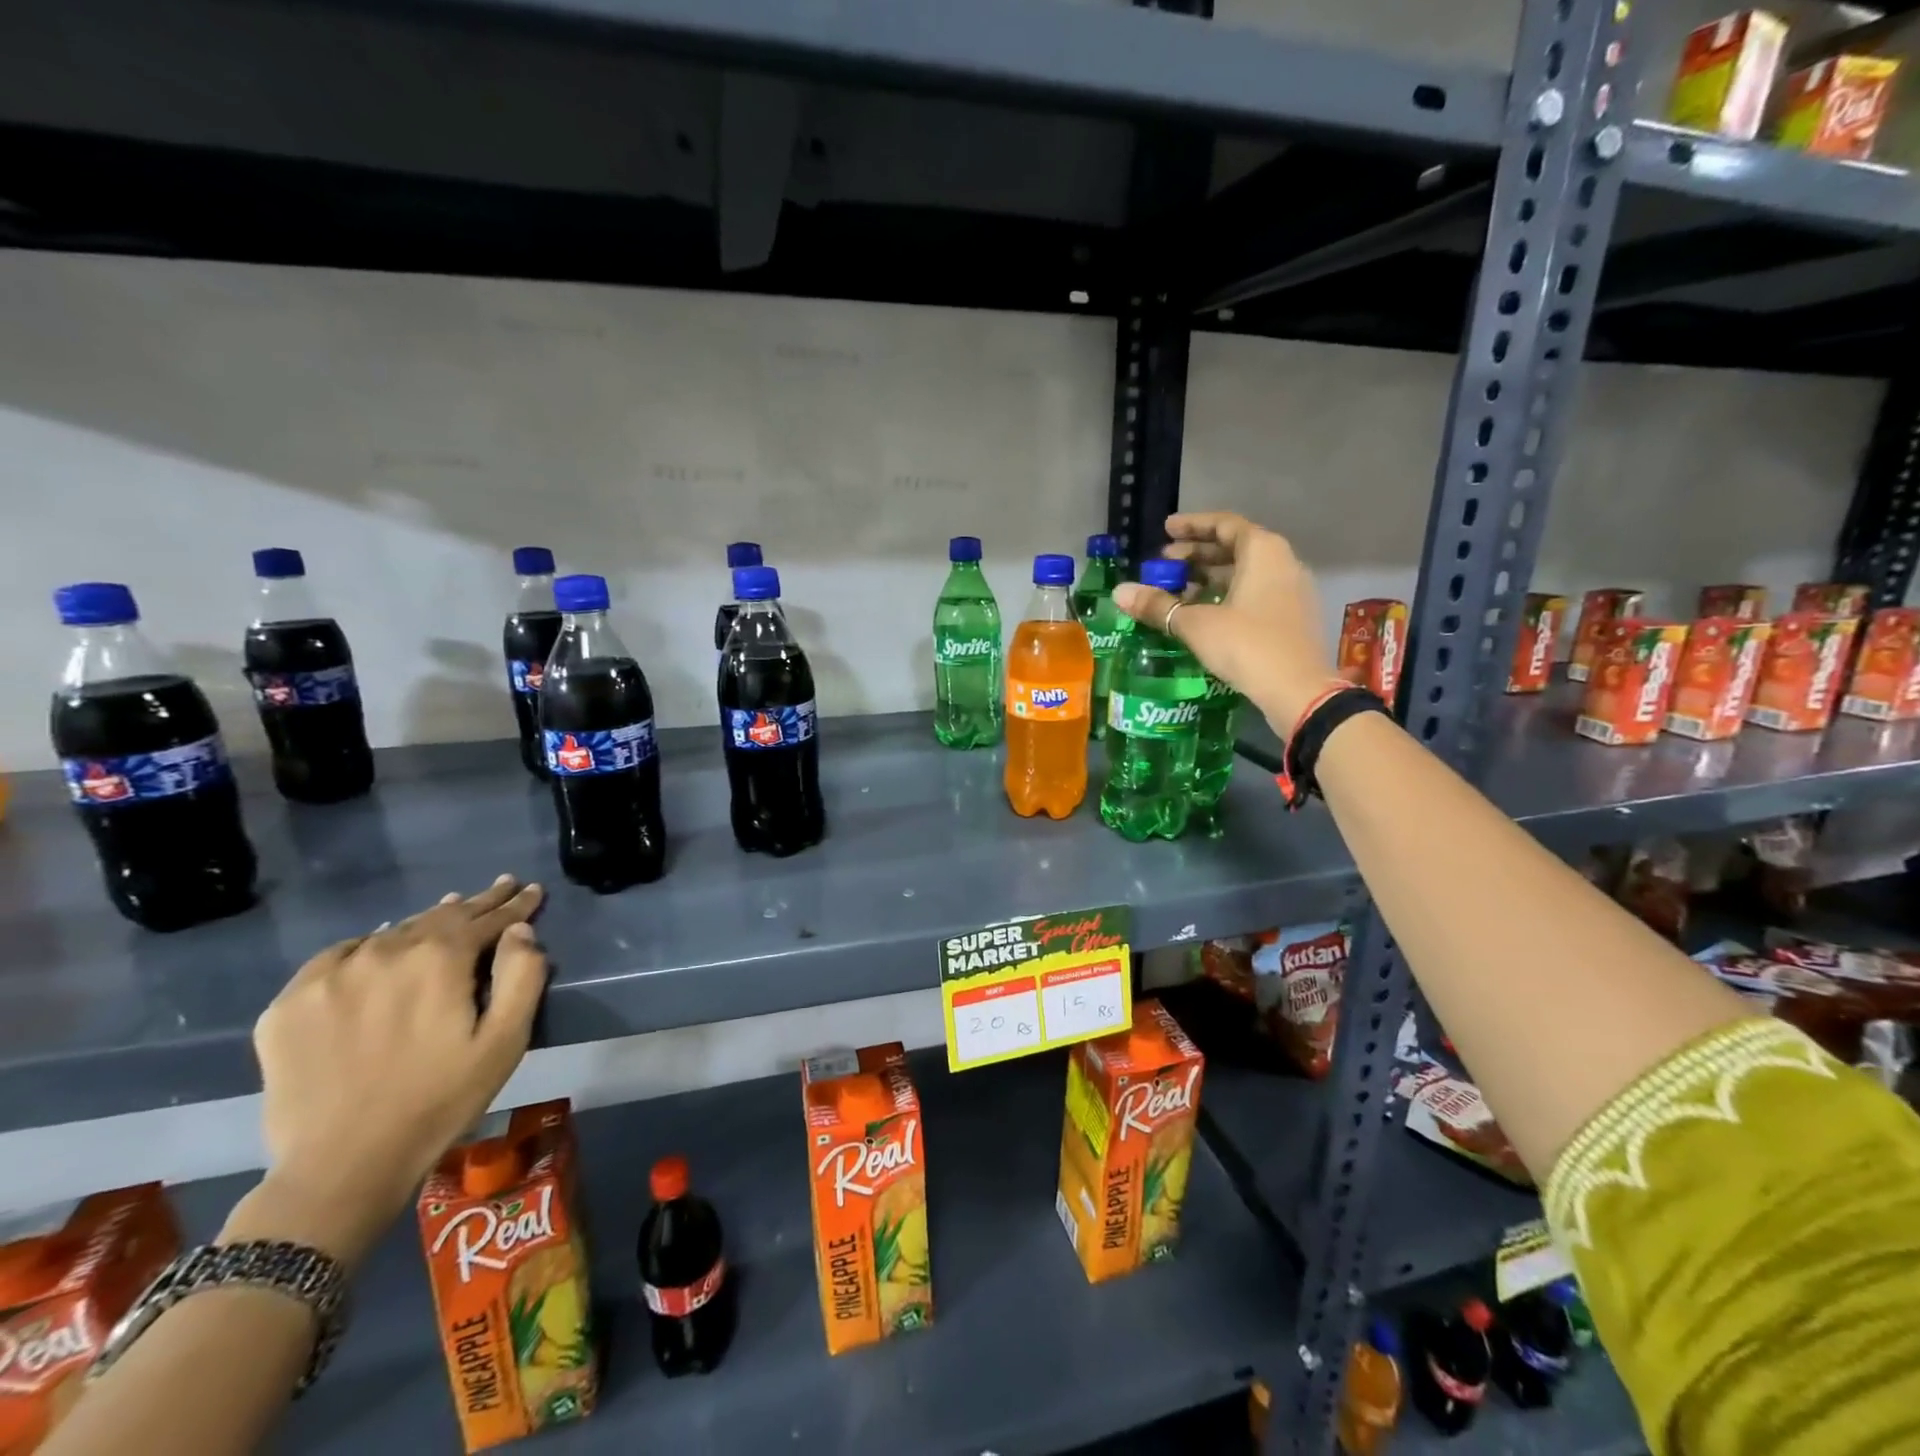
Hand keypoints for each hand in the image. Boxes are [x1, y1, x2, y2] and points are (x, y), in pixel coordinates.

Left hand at [232, 876, 547, 1265]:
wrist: (342, 1166)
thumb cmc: (441, 1100)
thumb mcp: (505, 1041)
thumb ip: (522, 976)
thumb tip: (520, 931)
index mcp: (439, 959)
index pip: (486, 917)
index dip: (515, 903)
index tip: (532, 890)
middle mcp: (384, 952)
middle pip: (440, 916)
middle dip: (476, 903)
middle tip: (500, 887)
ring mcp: (331, 975)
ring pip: (392, 933)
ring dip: (426, 922)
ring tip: (448, 910)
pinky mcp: (289, 1003)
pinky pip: (338, 956)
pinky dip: (366, 946)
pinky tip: (377, 948)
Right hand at [1113, 511, 1341, 729]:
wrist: (1298, 691)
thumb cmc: (1247, 645)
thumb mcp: (1195, 624)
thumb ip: (1158, 605)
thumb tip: (1119, 592)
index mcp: (1263, 551)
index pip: (1223, 525)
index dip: (1192, 526)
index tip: (1165, 530)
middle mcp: (1282, 562)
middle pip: (1235, 547)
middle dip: (1197, 555)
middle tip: (1164, 565)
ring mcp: (1291, 590)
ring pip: (1245, 573)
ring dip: (1210, 578)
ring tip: (1177, 592)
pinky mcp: (1292, 617)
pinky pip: (1255, 593)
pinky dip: (1227, 595)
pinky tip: (1203, 614)